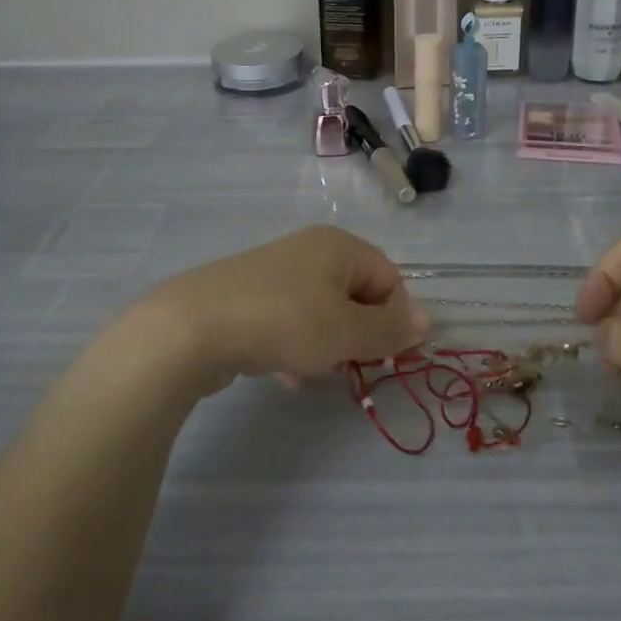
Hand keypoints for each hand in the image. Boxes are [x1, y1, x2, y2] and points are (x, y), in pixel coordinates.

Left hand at [136, 226, 429, 389]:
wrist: (192, 328)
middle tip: (349, 365)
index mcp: (339, 246)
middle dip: (358, 335)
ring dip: (327, 346)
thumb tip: (428, 320)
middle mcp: (309, 250)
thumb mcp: (347, 331)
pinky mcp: (247, 296)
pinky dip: (295, 346)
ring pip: (321, 312)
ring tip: (312, 372)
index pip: (389, 279)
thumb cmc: (284, 322)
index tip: (385, 355)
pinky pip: (288, 321)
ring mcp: (274, 272)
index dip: (394, 319)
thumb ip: (390, 329)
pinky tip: (284, 374)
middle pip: (355, 295)